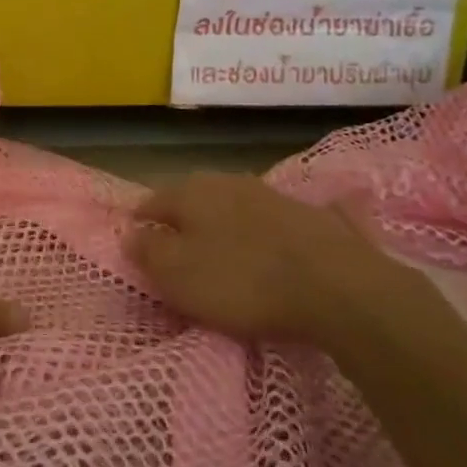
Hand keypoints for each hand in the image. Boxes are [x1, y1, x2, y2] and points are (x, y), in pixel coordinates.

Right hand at [127, 173, 375, 343]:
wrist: (337, 285)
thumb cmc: (242, 280)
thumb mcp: (178, 275)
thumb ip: (148, 252)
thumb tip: (129, 234)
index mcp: (190, 192)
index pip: (152, 202)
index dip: (140, 222)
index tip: (136, 241)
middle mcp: (226, 181)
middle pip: (192, 199)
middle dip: (182, 221)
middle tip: (176, 249)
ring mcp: (270, 194)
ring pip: (231, 206)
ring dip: (222, 225)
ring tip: (220, 252)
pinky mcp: (307, 215)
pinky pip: (269, 221)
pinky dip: (259, 233)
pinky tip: (265, 249)